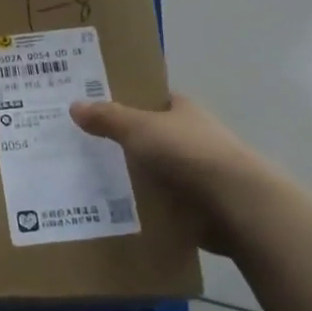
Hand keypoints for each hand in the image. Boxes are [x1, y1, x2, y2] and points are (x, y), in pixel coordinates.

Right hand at [70, 93, 265, 246]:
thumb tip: (75, 105)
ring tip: (86, 183)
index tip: (89, 110)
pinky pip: (159, 200)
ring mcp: (195, 172)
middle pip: (147, 136)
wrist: (236, 205)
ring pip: (152, 170)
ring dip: (129, 177)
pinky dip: (141, 205)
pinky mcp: (196, 204)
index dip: (121, 101)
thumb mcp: (139, 129)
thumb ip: (108, 118)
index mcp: (181, 109)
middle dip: (118, 142)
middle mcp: (190, 136)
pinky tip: (111, 211)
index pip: (148, 99)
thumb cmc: (188, 154)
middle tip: (77, 148)